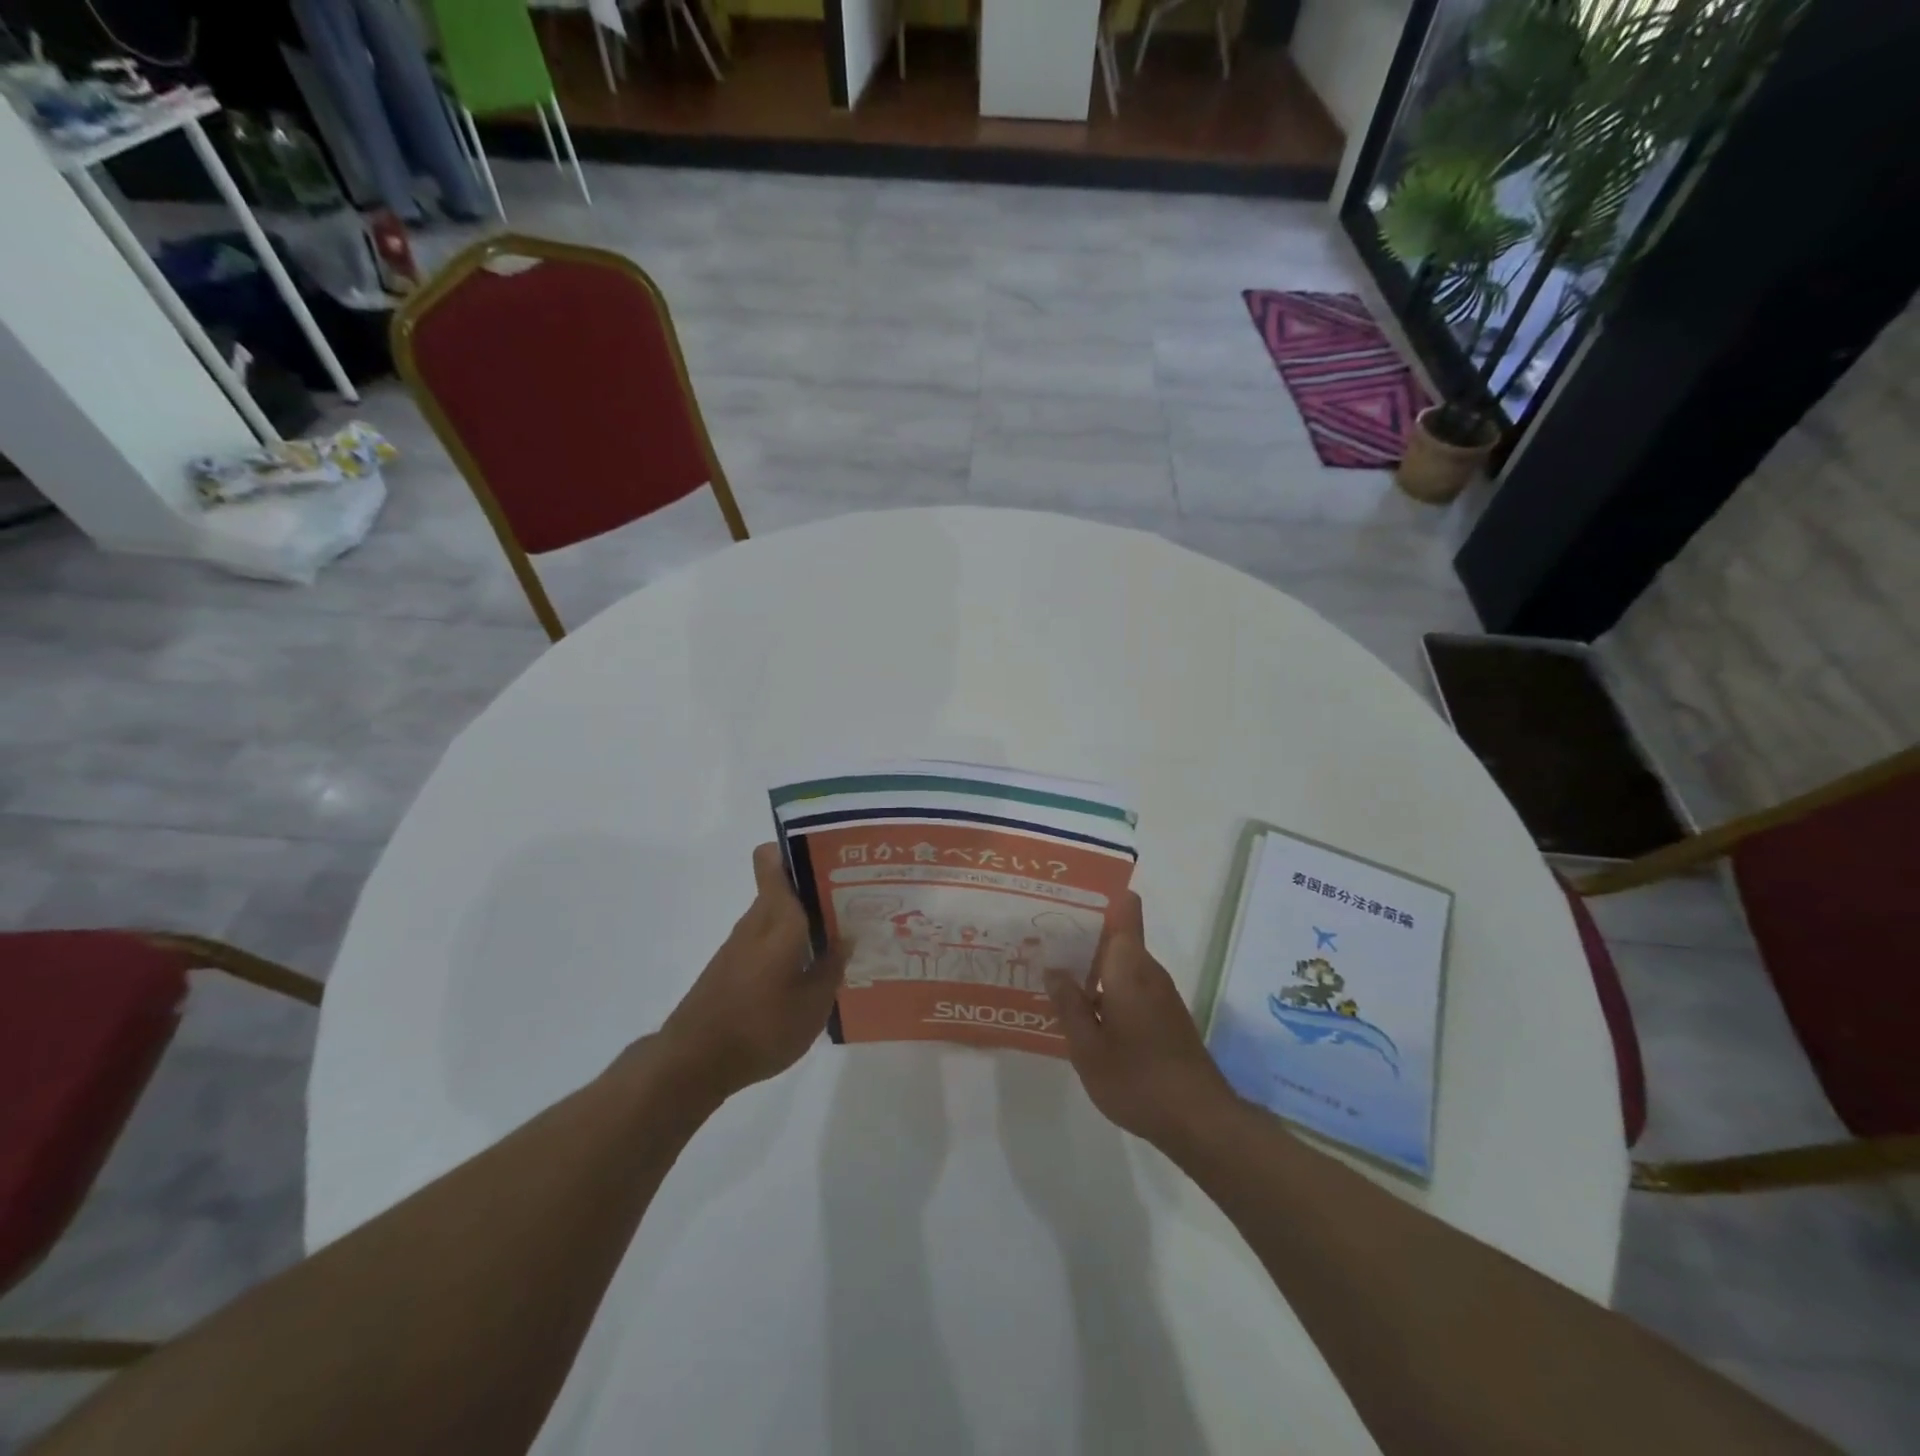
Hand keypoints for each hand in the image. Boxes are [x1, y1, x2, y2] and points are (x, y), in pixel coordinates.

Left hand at [656, 843, 847, 1103]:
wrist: (693, 1063)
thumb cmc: (760, 1027)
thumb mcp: (813, 1005)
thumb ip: (833, 967)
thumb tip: (847, 937)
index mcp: (778, 918)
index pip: (772, 860)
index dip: (797, 849)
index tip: (832, 859)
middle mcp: (757, 921)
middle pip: (785, 887)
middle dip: (819, 890)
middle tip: (857, 902)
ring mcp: (741, 944)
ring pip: (779, 915)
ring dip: (807, 921)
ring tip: (844, 938)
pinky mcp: (732, 967)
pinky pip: (769, 940)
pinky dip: (791, 946)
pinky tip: (813, 972)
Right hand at [1044, 891, 1235, 1150]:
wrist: (1200, 1121)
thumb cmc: (1137, 1079)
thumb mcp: (1088, 1047)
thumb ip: (1068, 1004)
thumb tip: (1053, 968)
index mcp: (1129, 966)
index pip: (1125, 910)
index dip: (1101, 896)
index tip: (1069, 896)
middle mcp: (1148, 970)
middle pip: (1117, 936)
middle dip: (1083, 935)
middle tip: (1042, 939)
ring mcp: (1160, 994)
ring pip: (1122, 963)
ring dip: (1092, 965)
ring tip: (1053, 972)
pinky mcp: (1166, 1016)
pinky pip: (1130, 986)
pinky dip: (1107, 988)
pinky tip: (1083, 1011)